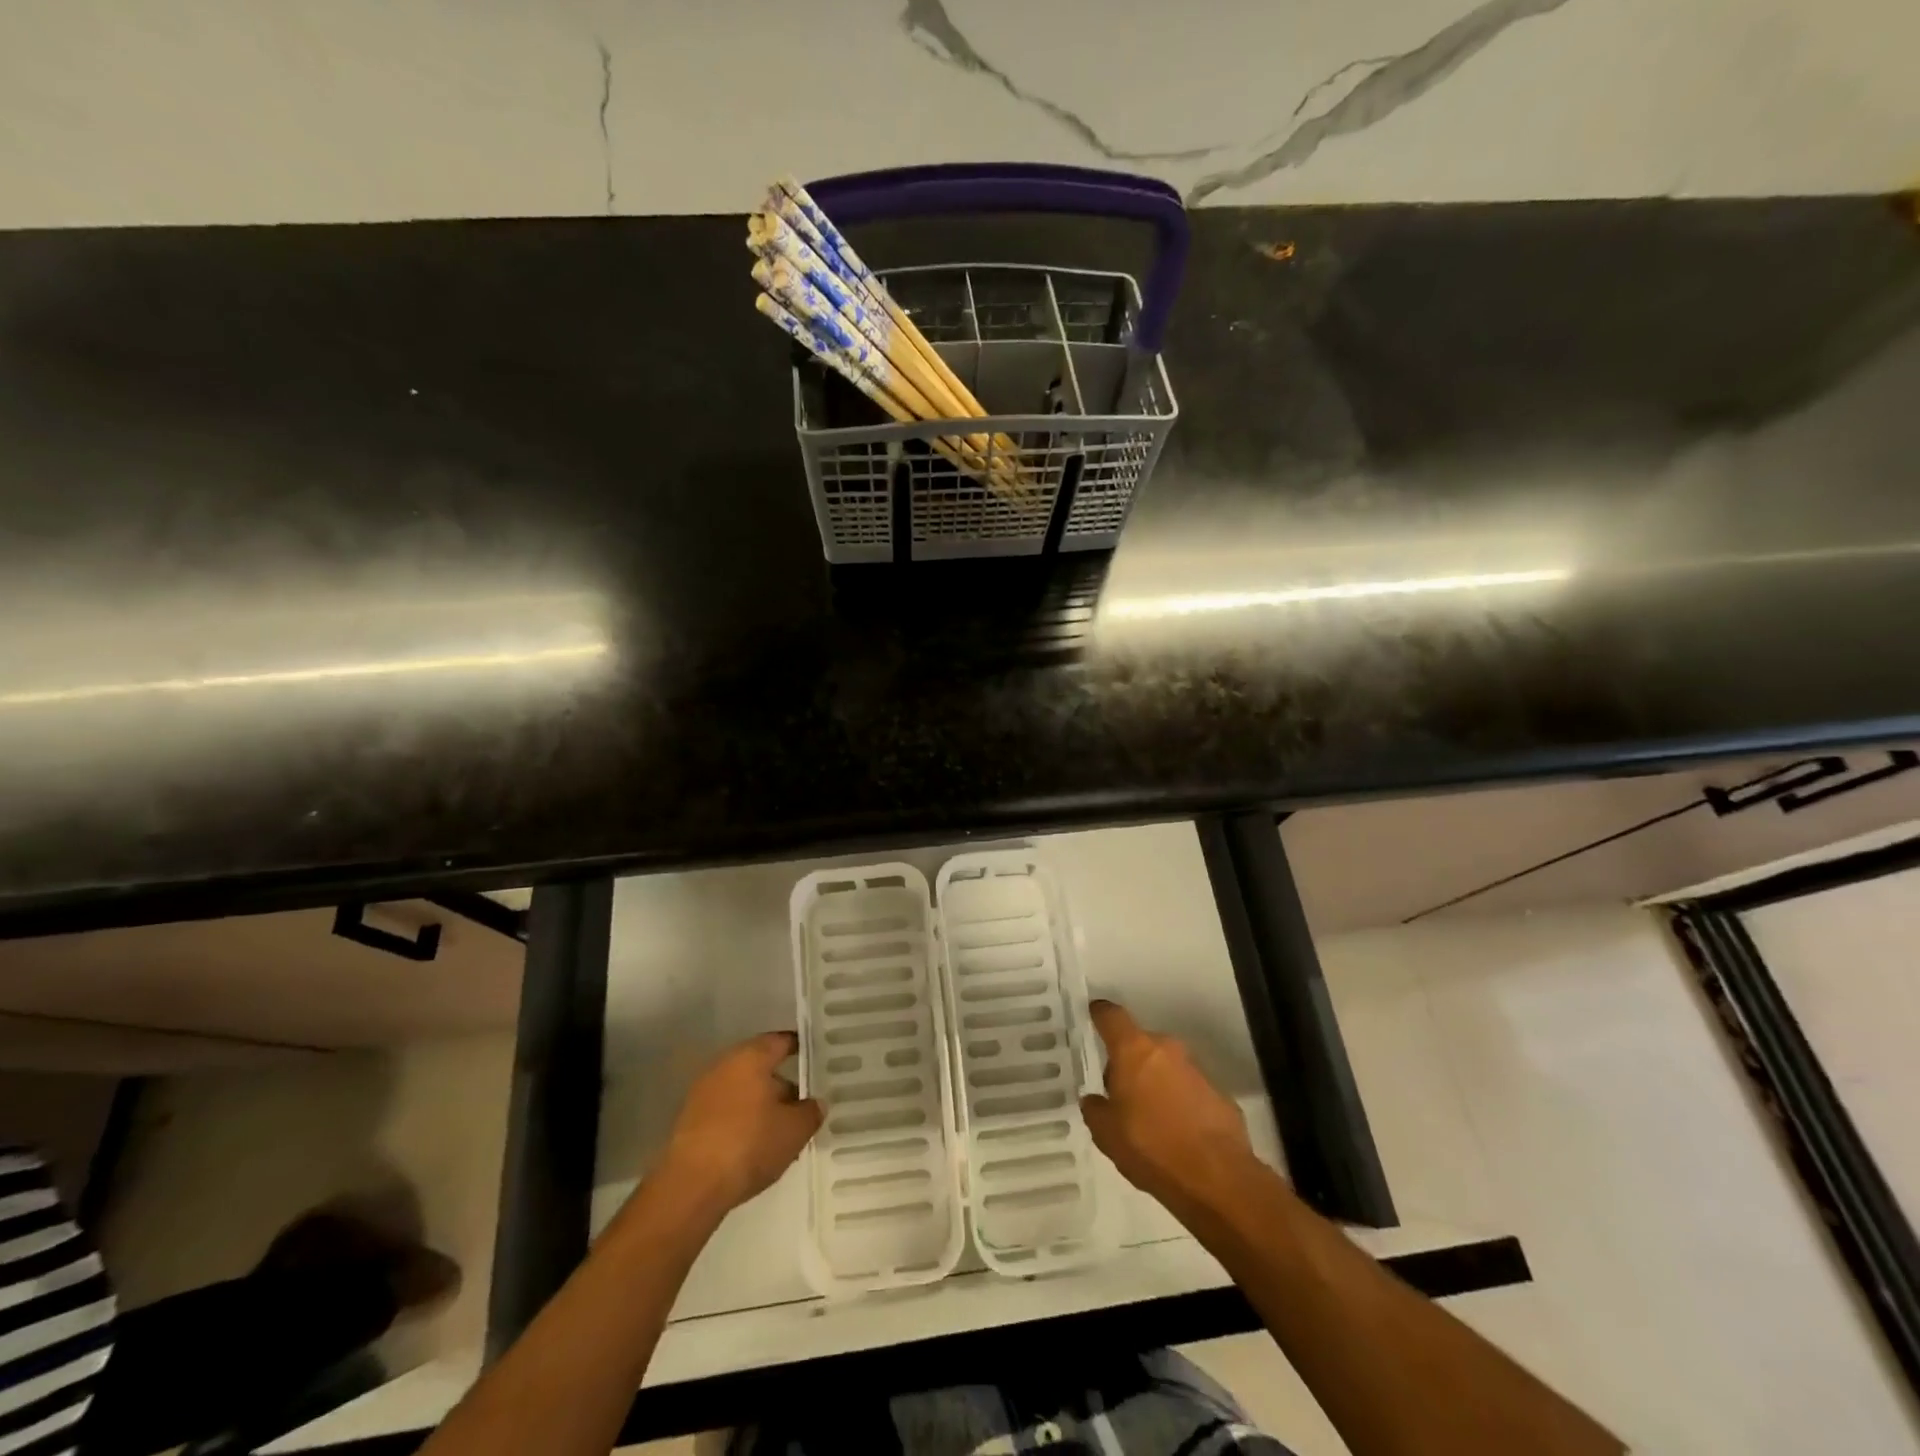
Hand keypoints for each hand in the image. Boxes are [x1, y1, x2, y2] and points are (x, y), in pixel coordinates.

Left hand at [656, 1031, 821, 1215]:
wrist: (690, 1186)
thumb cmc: (749, 1144)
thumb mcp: (794, 1130)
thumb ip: (811, 1111)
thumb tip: (815, 1103)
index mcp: (751, 1056)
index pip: (782, 1041)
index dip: (802, 1049)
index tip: (817, 1060)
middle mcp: (725, 1064)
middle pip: (761, 1067)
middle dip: (783, 1085)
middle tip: (804, 1105)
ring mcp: (703, 1092)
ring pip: (743, 1091)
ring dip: (762, 1106)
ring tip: (782, 1133)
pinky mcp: (690, 1119)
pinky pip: (726, 1111)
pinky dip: (742, 1121)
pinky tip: (756, 1147)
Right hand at [1081, 1000, 1257, 1212]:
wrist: (1217, 1178)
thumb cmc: (1151, 1147)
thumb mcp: (1106, 1135)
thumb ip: (1096, 1110)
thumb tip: (1095, 1100)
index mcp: (1134, 1050)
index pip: (1112, 1016)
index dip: (1101, 1014)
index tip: (1095, 1014)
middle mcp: (1166, 1049)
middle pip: (1141, 1044)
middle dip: (1130, 1063)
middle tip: (1121, 1093)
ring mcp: (1197, 1070)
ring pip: (1167, 1067)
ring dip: (1157, 1083)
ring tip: (1150, 1118)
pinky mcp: (1220, 1094)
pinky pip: (1190, 1090)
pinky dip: (1181, 1102)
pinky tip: (1178, 1133)